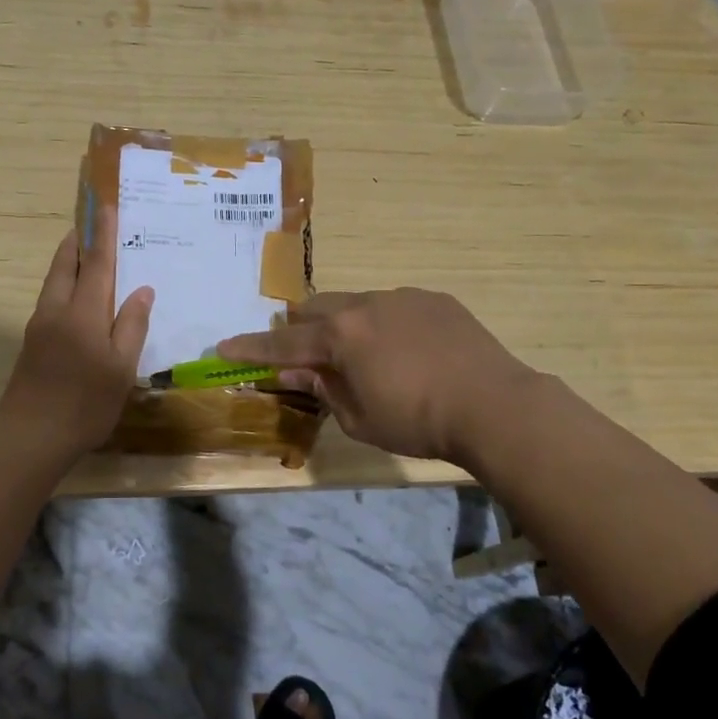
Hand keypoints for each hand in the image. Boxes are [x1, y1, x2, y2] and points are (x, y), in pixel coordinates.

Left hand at [0, 207, 153, 459]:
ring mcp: (40, 325)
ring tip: (85, 252)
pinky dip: (65, 284)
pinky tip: (77, 297)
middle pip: (65, 264)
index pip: (96, 263)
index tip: (106, 205)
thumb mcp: (120, 368)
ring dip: (68, 260)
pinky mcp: (32, 342)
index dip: (103, 233)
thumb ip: (131, 326)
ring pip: (54, 281)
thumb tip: (142, 290)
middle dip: (78, 240)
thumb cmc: (85, 404)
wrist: (30, 437)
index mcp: (83, 313)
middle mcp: (57, 310)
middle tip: (91, 222)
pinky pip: (51, 299)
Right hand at [218, 288, 542, 462]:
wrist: (495, 405)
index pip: (283, 343)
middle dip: (301, 330)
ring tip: (364, 357)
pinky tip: (406, 351)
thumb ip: (322, 389)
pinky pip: (393, 305)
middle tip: (306, 357)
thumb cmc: (418, 421)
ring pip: (355, 303)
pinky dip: (383, 324)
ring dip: (344, 325)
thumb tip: (293, 371)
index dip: (250, 348)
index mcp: (340, 336)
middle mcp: (365, 304)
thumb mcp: (359, 418)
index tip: (223, 347)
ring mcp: (402, 297)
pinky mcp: (434, 299)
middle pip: (315, 308)